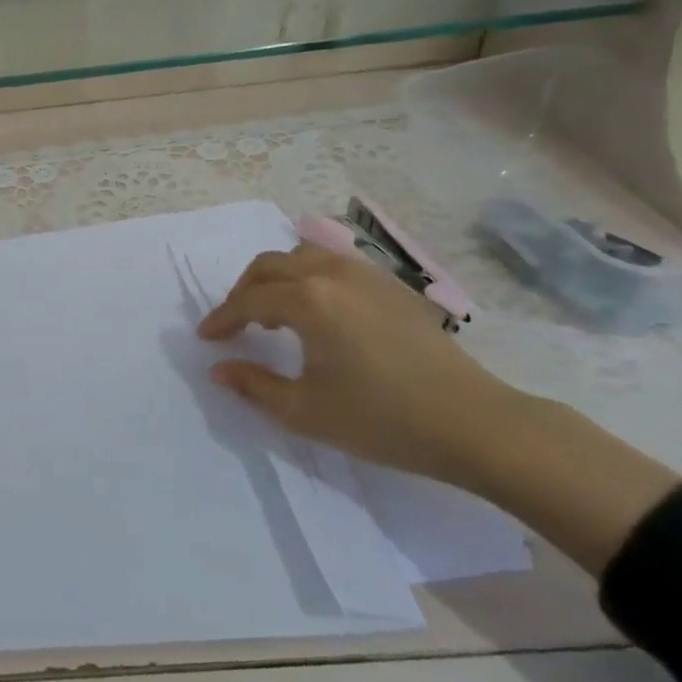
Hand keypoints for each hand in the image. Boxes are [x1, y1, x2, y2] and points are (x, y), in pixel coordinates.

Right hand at [197, 242, 517, 483]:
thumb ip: (253, 385)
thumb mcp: (305, 411)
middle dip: (244, 290)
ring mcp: (368, 276)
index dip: (222, 318)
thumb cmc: (382, 419)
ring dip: (277, 278)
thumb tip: (218, 369)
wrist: (475, 424)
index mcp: (308, 300)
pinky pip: (336, 265)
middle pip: (271, 265)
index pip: (248, 300)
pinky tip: (318, 311)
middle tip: (235, 322)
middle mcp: (333, 275)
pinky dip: (310, 277)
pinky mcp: (394, 287)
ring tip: (274, 313)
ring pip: (304, 256)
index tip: (206, 338)